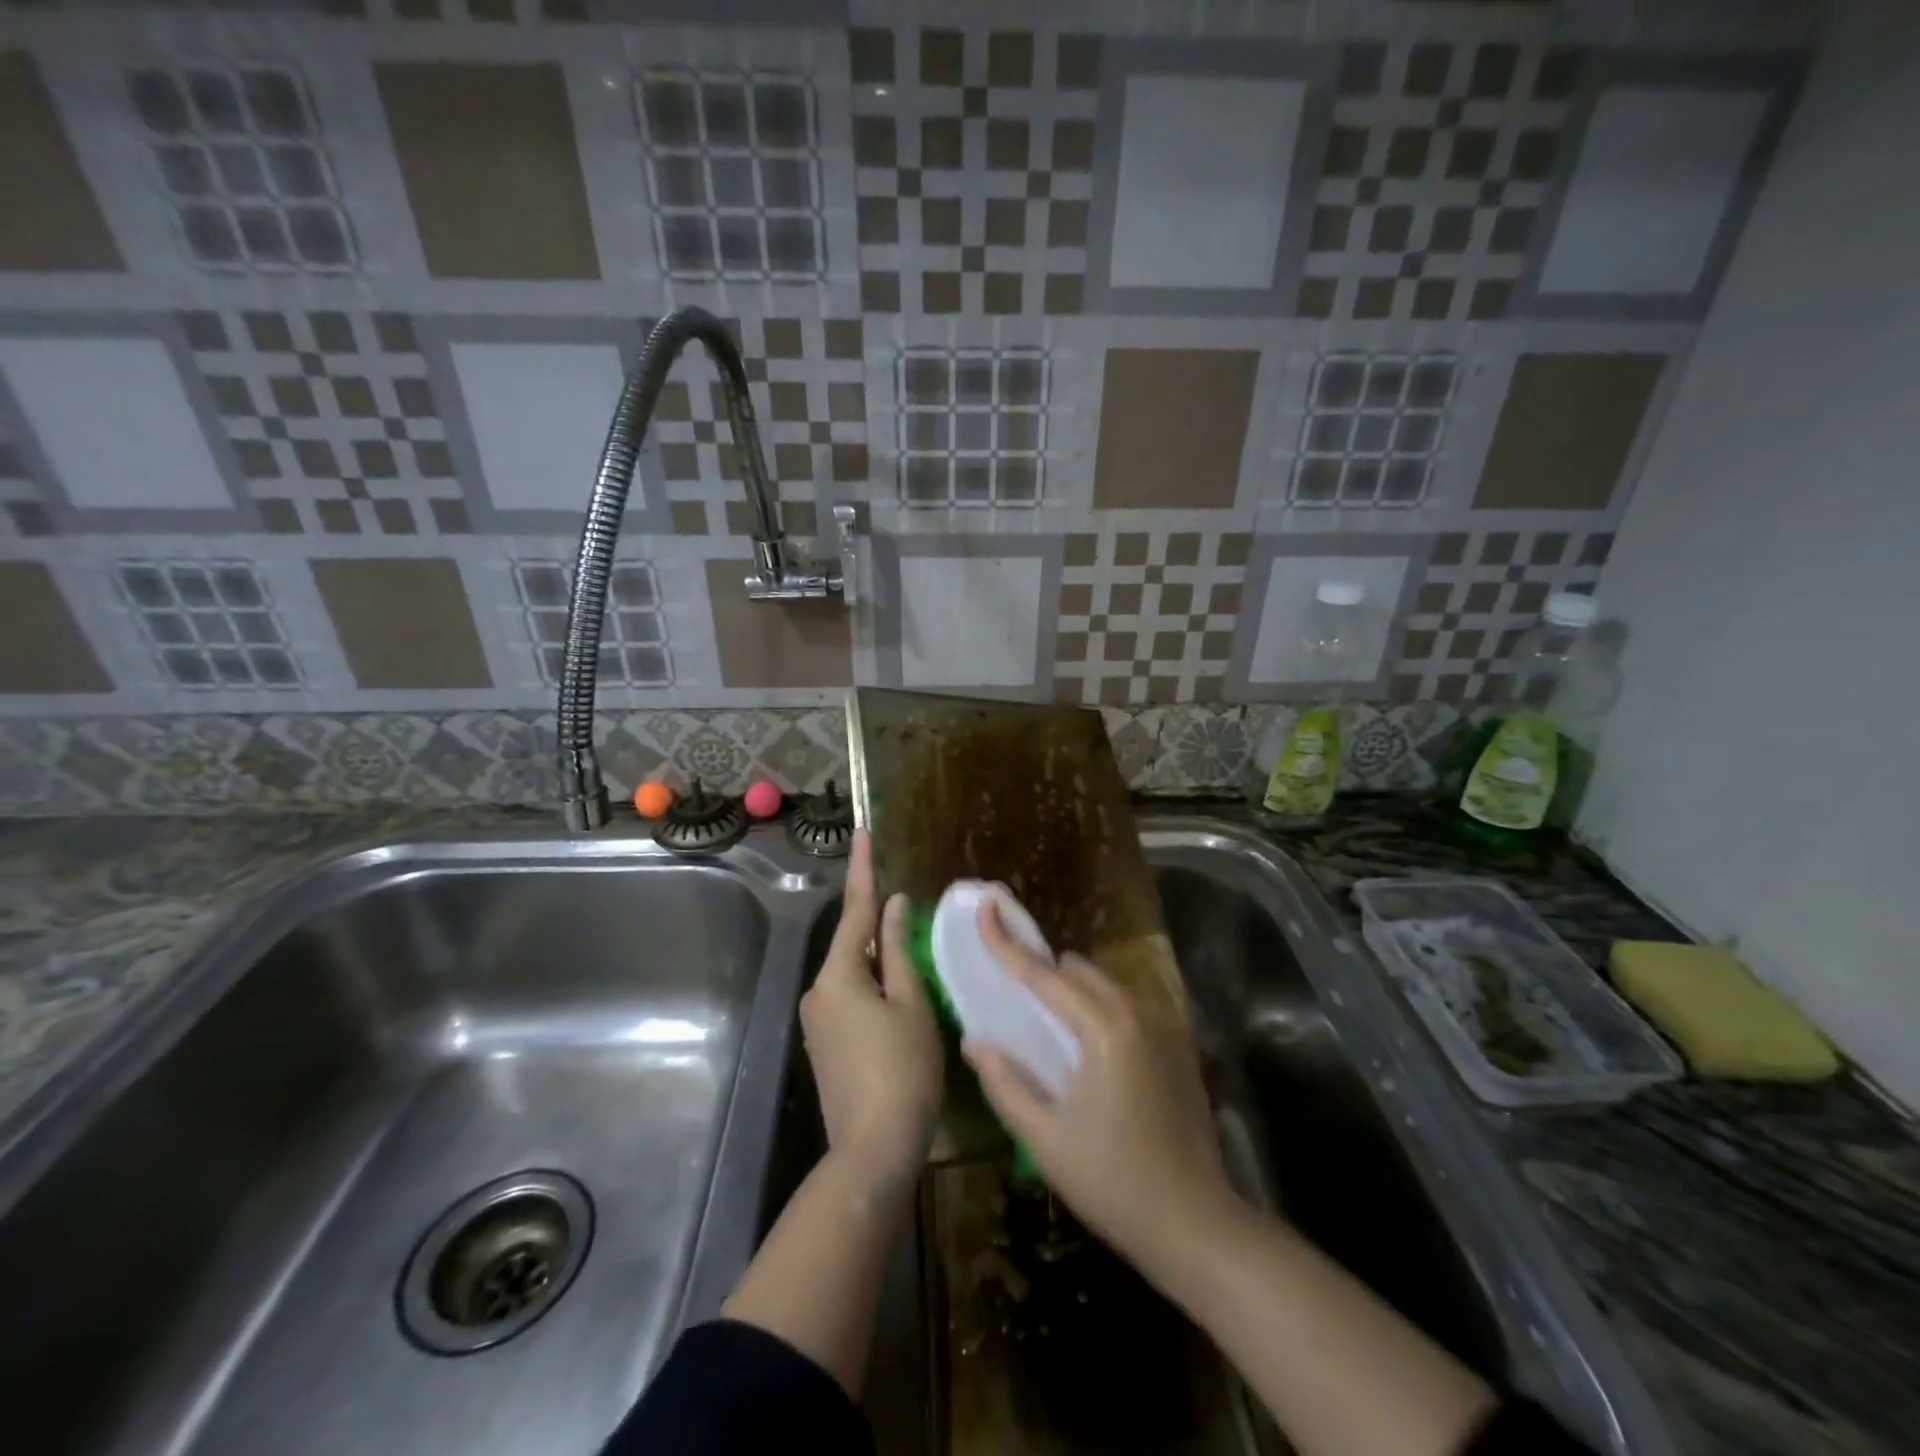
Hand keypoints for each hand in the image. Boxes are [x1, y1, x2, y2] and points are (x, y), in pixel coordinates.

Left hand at [799, 831, 942, 1212]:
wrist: (873, 1150)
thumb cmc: (903, 1070)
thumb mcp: (911, 1004)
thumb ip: (899, 950)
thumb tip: (893, 906)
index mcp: (838, 976)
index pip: (854, 910)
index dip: (863, 870)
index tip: (863, 833)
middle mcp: (818, 992)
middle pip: (852, 944)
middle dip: (878, 925)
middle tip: (909, 910)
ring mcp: (816, 1020)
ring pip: (852, 972)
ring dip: (879, 960)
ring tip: (913, 959)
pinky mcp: (824, 1043)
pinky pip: (849, 997)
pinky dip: (873, 985)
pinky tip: (899, 996)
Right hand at [964, 901, 1239, 1267]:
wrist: (1197, 1225)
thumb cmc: (1114, 1184)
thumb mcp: (1046, 1140)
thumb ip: (1006, 1083)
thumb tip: (975, 1040)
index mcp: (1104, 1031)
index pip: (1044, 976)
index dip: (1008, 944)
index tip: (986, 910)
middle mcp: (1137, 1013)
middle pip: (1077, 972)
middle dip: (1041, 970)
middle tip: (1010, 989)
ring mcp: (1164, 1026)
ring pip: (1105, 984)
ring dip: (1072, 988)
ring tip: (1045, 1019)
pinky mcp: (1178, 1044)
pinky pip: (1128, 1003)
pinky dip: (1099, 1005)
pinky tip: (1087, 1043)